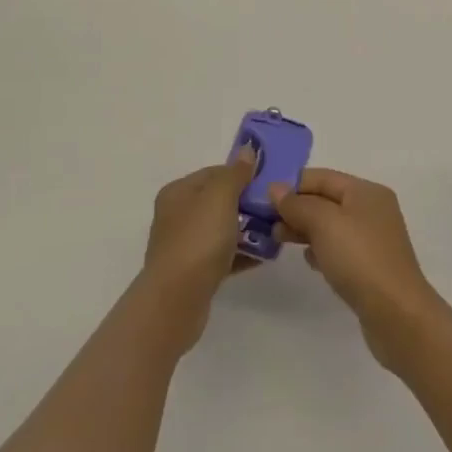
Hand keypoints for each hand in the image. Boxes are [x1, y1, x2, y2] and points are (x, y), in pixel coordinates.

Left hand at [139, 150, 255, 354]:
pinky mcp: (194, 272)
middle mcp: (178, 215)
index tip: (268, 181)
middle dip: (247, 203)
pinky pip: (223, 255)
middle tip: (275, 207)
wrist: (176, 301)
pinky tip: (264, 255)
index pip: (214, 173)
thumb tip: (247, 150)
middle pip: (218, 201)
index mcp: (178, 192)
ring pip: (222, 229)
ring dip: (248, 229)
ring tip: (275, 232)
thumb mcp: (220, 197)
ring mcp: (185, 245)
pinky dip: (242, 253)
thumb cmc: (198, 240)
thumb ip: (235, 173)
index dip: (241, 174)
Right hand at [270, 169, 441, 369]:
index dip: (291, 184)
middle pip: (326, 200)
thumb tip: (275, 188)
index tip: (262, 198)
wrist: (397, 314)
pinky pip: (339, 249)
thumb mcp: (324, 223)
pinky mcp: (370, 266)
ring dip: (304, 230)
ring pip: (330, 226)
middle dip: (295, 208)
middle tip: (265, 223)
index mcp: (366, 191)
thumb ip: (297, 204)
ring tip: (278, 240)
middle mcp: (372, 210)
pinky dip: (320, 250)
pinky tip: (308, 260)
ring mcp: (373, 239)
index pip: (322, 177)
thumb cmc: (359, 258)